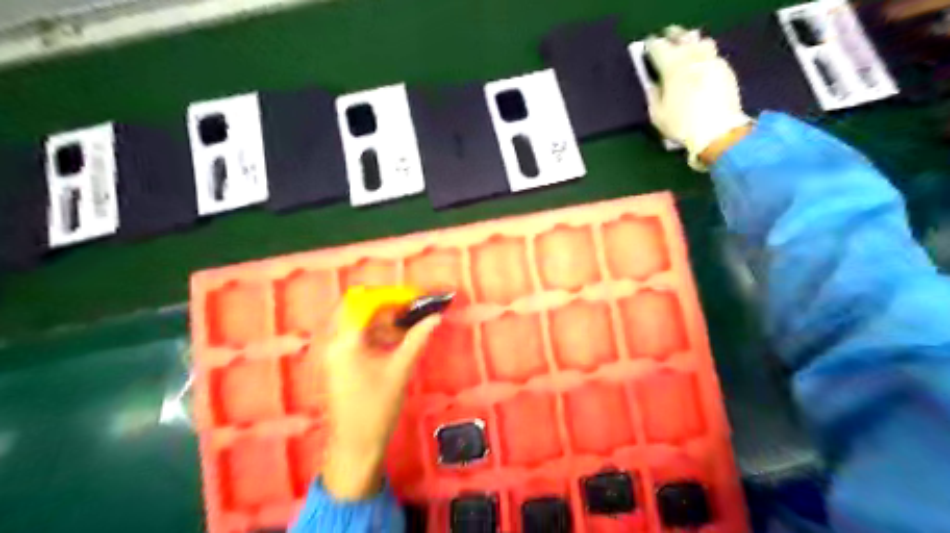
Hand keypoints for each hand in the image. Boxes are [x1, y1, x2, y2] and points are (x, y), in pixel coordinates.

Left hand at [317, 288, 440, 498]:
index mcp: (346, 341)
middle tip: (410, 307)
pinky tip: (395, 340)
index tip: (415, 298)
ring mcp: (333, 352)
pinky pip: (355, 336)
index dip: (392, 296)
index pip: (366, 303)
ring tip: (408, 324)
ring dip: (382, 319)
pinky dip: (375, 332)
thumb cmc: (377, 408)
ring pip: (357, 321)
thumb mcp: (400, 370)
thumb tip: (435, 317)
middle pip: (357, 307)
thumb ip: (417, 339)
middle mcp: (335, 341)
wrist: (355, 446)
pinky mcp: (338, 362)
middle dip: (385, 304)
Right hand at [645, 25, 749, 167]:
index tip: (647, 49)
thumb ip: (653, 94)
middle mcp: (692, 56)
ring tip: (686, 50)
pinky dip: (703, 56)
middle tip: (666, 42)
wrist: (717, 131)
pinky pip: (712, 54)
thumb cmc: (681, 125)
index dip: (650, 46)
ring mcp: (711, 60)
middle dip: (672, 36)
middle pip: (681, 35)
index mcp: (672, 65)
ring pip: (700, 40)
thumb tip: (652, 84)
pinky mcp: (725, 68)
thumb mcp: (657, 114)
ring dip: (690, 42)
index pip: (658, 46)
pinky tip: (700, 67)